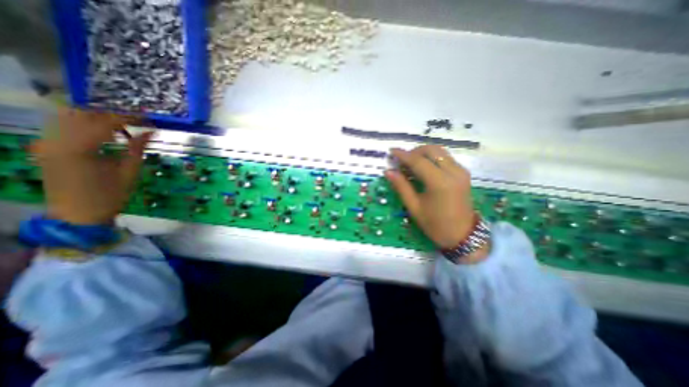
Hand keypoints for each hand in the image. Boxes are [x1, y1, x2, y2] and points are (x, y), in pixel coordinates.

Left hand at [32, 107, 153, 224]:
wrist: (77, 215)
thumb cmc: (110, 195)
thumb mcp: (129, 172)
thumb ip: (137, 148)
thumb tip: (152, 132)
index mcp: (79, 149)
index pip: (105, 123)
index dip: (129, 119)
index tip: (148, 120)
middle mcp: (56, 141)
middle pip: (82, 114)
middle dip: (110, 115)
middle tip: (134, 123)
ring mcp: (46, 144)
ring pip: (67, 117)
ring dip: (95, 118)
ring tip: (119, 127)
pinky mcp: (45, 148)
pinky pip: (61, 127)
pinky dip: (82, 125)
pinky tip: (100, 134)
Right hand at [386, 145, 477, 250]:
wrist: (462, 235)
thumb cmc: (435, 224)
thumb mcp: (414, 207)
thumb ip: (401, 186)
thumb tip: (388, 171)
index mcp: (440, 183)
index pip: (418, 161)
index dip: (403, 155)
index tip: (391, 151)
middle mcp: (453, 172)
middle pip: (431, 150)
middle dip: (414, 152)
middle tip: (402, 161)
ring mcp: (461, 171)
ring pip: (440, 151)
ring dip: (423, 153)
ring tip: (411, 164)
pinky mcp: (463, 173)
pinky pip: (446, 158)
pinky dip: (432, 158)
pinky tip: (423, 168)